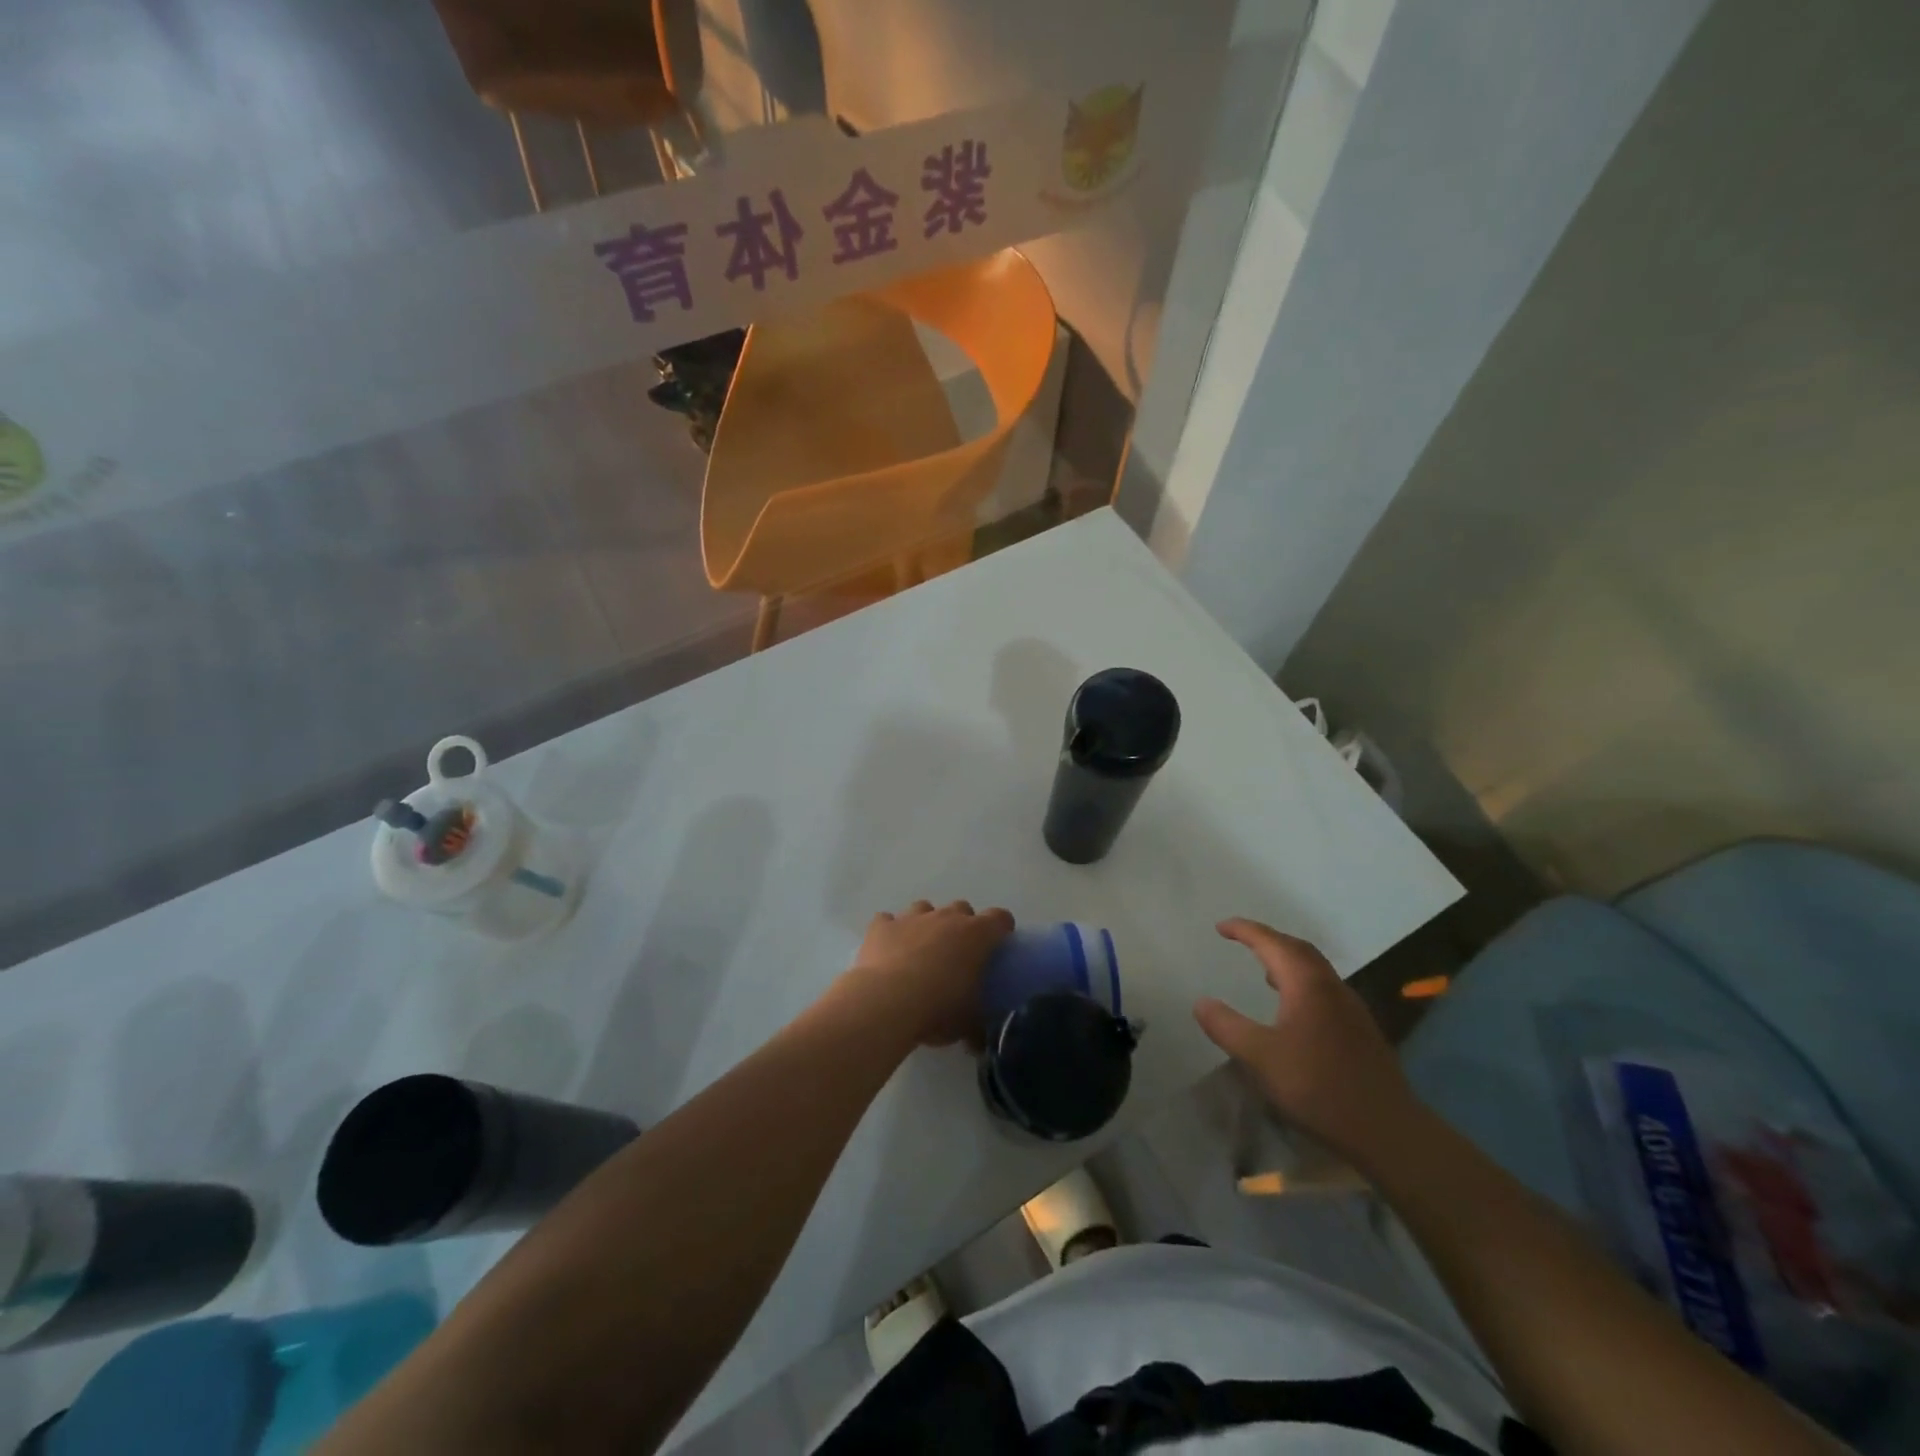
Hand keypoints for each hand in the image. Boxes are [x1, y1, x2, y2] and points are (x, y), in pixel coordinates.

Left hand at [842, 900, 1014, 1047]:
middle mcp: (946, 917)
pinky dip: (890, 932)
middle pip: (962, 908)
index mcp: (976, 935)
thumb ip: (978, 1027)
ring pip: (924, 908)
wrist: (886, 1003)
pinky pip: (888, 921)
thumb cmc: (938, 1009)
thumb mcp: (968, 1023)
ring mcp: (911, 918)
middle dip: (962, 926)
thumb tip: (979, 1041)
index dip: (1001, 929)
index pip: (1000, 918)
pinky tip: (887, 950)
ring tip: (920, 950)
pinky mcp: (881, 926)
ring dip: (926, 924)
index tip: (998, 945)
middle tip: (957, 954)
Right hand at [1193, 918, 1421, 1167]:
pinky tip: (1293, 1009)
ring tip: (1264, 971)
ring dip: (1288, 961)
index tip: (1221, 926)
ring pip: (1315, 970)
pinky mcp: (1360, 1031)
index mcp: (1307, 985)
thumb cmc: (1318, 1086)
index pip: (1272, 943)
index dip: (1245, 930)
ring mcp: (1351, 1009)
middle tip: (1242, 940)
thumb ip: (1227, 1027)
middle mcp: (1332, 987)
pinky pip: (1324, 990)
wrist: (1387, 1131)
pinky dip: (1302, 983)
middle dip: (1269, 940)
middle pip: (1299, 950)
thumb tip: (1201, 1002)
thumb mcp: (1260, 1057)